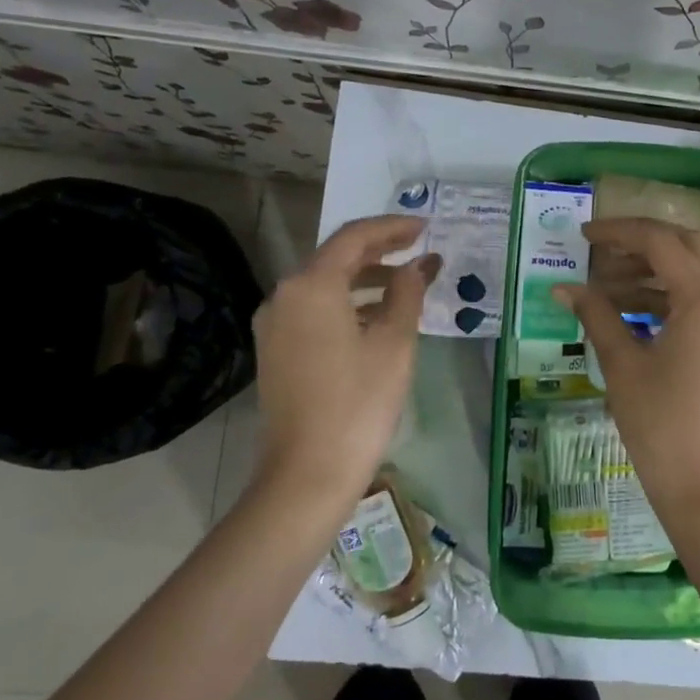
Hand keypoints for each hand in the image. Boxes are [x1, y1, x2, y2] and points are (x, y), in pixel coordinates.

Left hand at [248, 215, 437, 508]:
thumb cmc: (359, 403)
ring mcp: (275, 325)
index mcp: (311, 286)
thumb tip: (417, 265)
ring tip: (406, 284)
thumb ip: (407, 293)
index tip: (425, 227)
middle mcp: (284, 296)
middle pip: (335, 258)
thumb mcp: (395, 343)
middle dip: (380, 251)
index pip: (355, 238)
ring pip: (324, 286)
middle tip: (418, 249)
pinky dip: (347, 305)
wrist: (308, 472)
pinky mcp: (276, 350)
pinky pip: (314, 311)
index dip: (392, 228)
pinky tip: (376, 318)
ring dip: (365, 279)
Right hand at [554, 218, 699, 528]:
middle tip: (599, 257)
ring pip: (698, 275)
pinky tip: (632, 314)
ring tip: (605, 291)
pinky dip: (671, 299)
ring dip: (654, 274)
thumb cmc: (662, 428)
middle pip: (687, 248)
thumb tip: (563, 288)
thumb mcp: (623, 366)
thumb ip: (596, 316)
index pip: (662, 242)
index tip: (584, 236)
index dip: (619, 233)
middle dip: (641, 245)